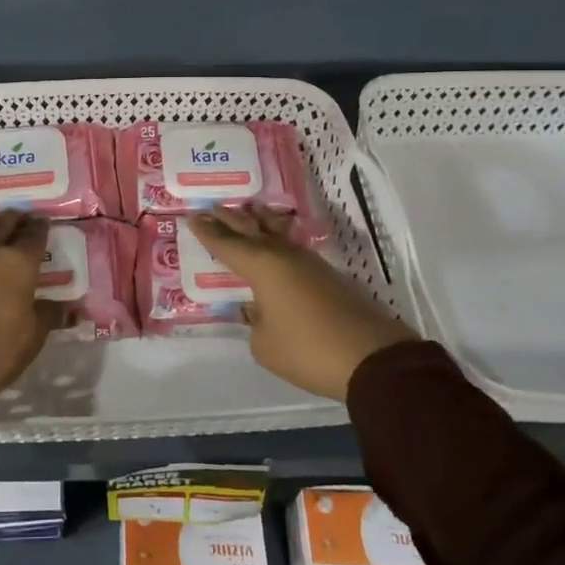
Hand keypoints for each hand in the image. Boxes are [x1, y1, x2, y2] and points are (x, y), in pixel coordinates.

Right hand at [189, 207, 414, 402]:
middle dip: (229, 219)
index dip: (207, 231)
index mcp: (260, 266)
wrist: (372, 357)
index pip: (226, 244)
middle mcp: (282, 255)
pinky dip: (277, 240)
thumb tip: (259, 310)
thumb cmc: (307, 349)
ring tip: (247, 211)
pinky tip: (276, 243)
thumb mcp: (264, 345)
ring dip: (258, 222)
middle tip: (211, 207)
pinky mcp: (328, 275)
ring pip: (275, 233)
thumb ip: (254, 322)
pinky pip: (292, 248)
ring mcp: (309, 262)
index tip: (192, 216)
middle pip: (250, 229)